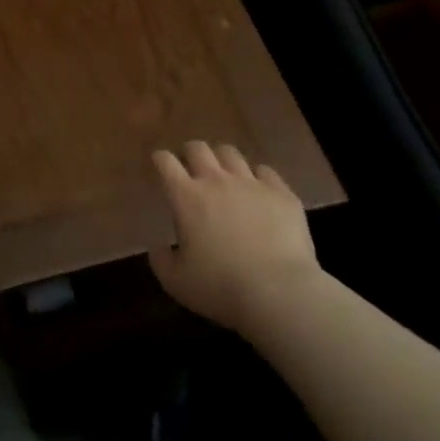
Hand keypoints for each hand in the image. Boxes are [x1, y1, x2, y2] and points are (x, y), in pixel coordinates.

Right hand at [149, 141, 322, 332]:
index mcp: (187, 198)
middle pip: (198, 148)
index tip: (159, 162)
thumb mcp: (176, 282)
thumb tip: (158, 247)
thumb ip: (160, 261)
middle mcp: (217, 181)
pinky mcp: (281, 193)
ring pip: (231, 154)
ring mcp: (252, 184)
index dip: (160, 158)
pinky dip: (256, 175)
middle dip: (190, 152)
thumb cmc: (220, 287)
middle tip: (190, 165)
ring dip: (221, 159)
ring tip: (223, 172)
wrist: (278, 291)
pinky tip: (257, 188)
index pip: (166, 163)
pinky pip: (265, 171)